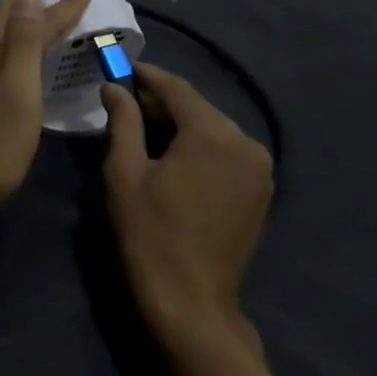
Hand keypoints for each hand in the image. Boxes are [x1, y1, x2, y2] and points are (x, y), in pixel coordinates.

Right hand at [101, 63, 273, 351]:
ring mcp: (260, 169)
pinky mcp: (261, 192)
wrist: (192, 305)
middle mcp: (245, 142)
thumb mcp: (125, 171)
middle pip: (197, 108)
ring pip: (212, 130)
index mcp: (213, 132)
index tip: (121, 70)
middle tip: (125, 105)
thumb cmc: (150, 233)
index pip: (176, 88)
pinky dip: (200, 148)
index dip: (146, 76)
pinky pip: (226, 153)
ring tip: (144, 134)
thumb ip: (123, 121)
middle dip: (161, 104)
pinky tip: (174, 160)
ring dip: (180, 127)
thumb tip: (115, 88)